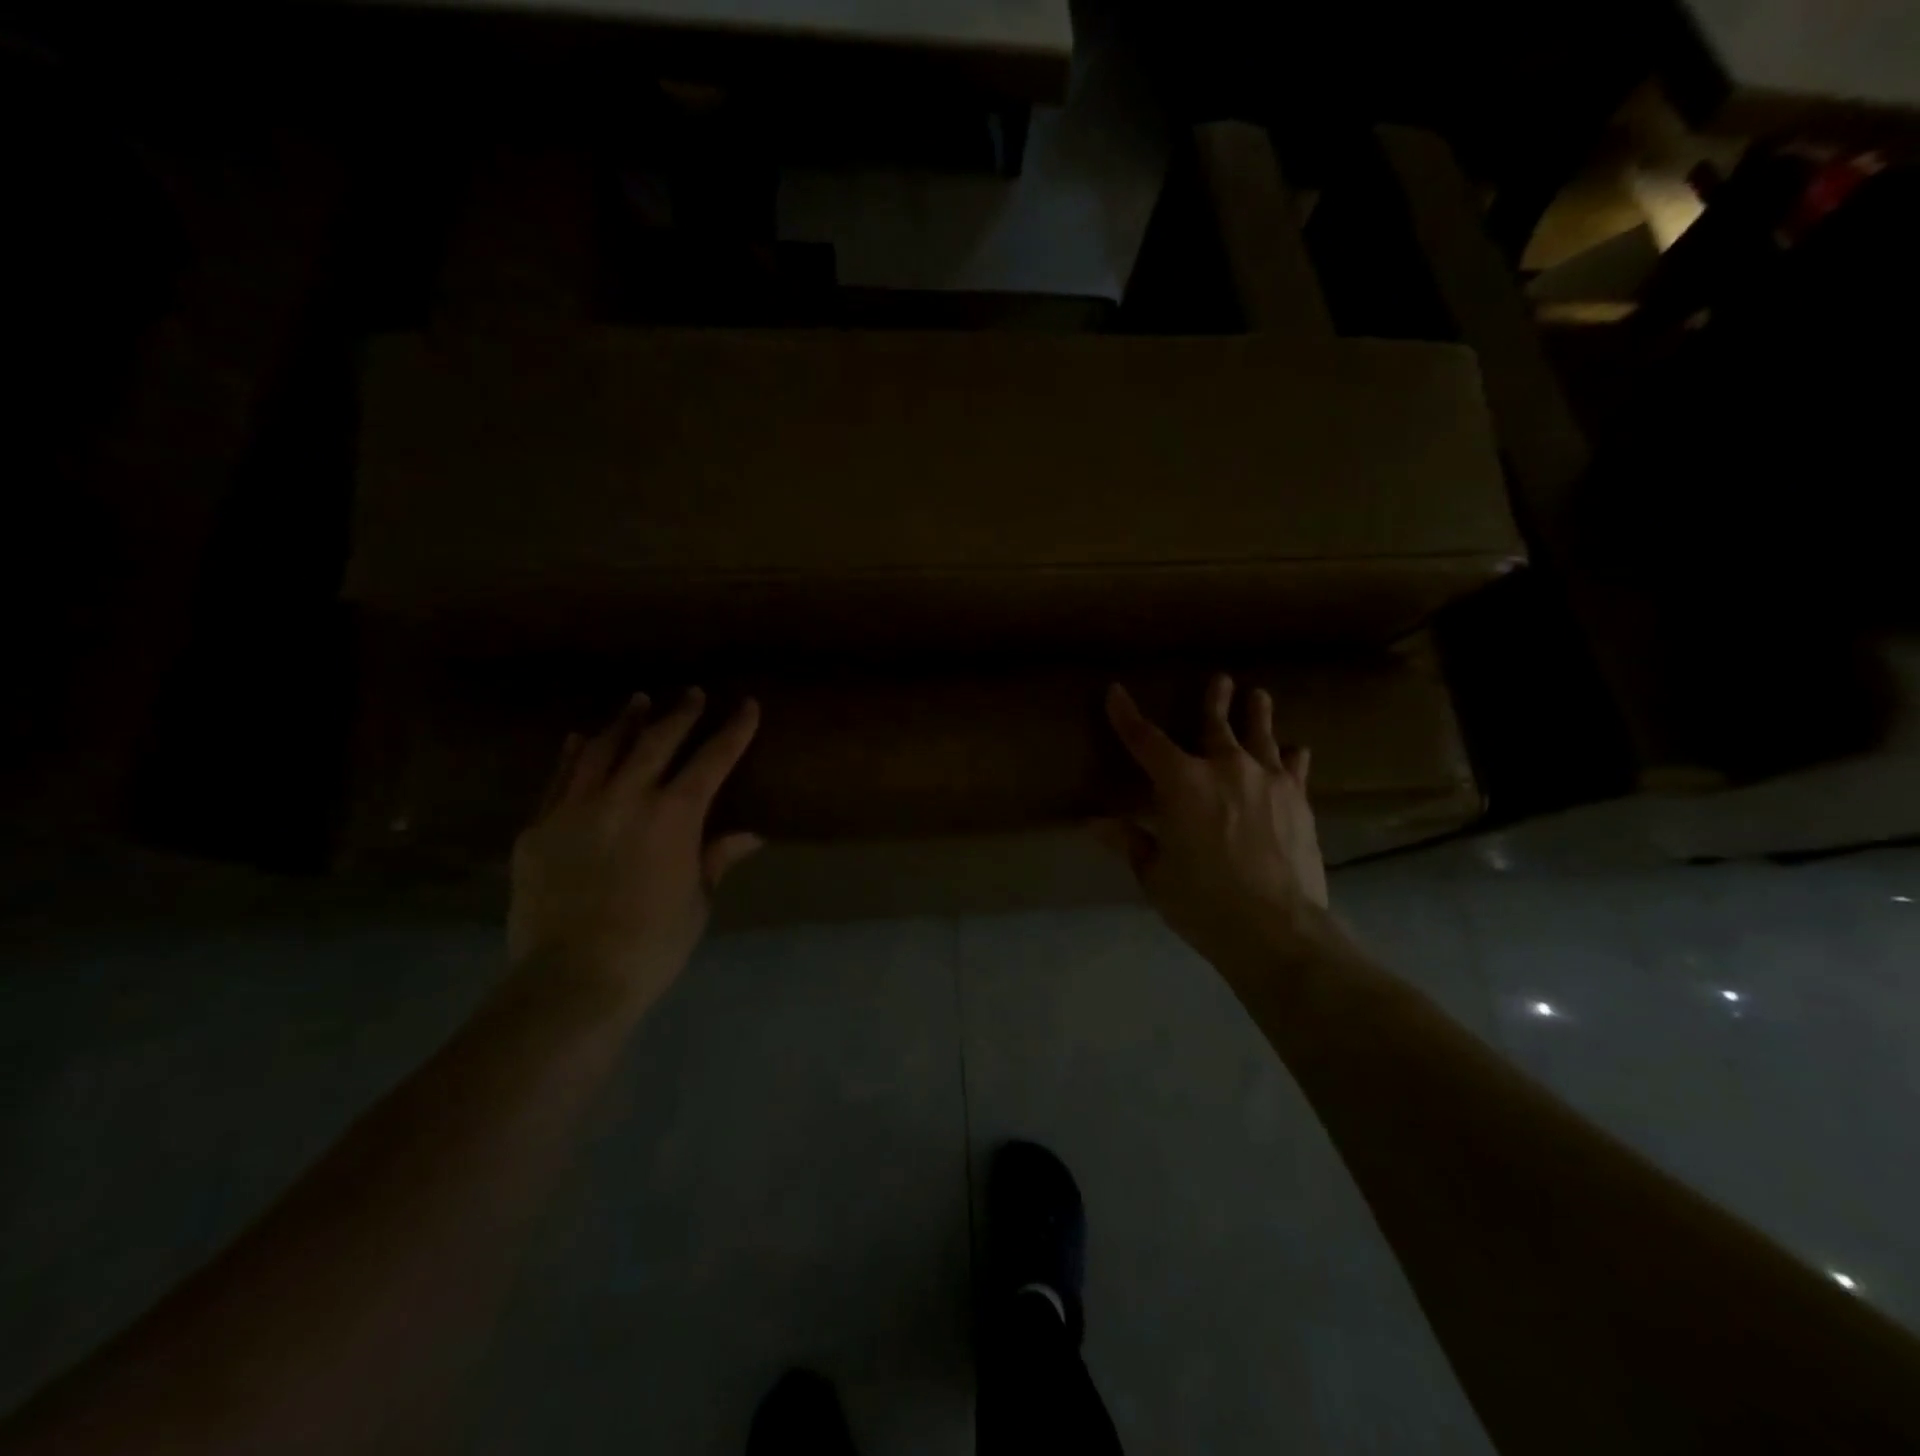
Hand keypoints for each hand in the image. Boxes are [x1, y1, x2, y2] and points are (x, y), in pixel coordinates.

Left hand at [508, 689, 763, 1016]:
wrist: (572, 977)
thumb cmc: (653, 944)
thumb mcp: (697, 901)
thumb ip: (716, 858)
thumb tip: (749, 836)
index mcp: (674, 816)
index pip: (712, 760)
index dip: (733, 731)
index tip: (746, 705)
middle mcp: (626, 798)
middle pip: (657, 742)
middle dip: (680, 715)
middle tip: (691, 694)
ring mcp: (576, 808)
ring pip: (604, 749)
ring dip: (626, 722)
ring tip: (637, 702)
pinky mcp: (538, 828)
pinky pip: (559, 778)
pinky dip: (574, 754)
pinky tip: (580, 739)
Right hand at [1099, 675, 1330, 977]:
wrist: (1276, 927)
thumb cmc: (1202, 901)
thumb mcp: (1155, 874)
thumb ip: (1129, 841)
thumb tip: (1093, 823)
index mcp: (1181, 783)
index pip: (1144, 739)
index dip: (1126, 715)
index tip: (1115, 691)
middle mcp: (1225, 768)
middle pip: (1216, 724)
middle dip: (1215, 700)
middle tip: (1220, 680)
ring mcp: (1267, 781)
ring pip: (1261, 736)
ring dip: (1258, 714)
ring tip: (1260, 695)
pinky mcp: (1298, 800)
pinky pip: (1295, 768)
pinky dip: (1292, 756)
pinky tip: (1296, 750)